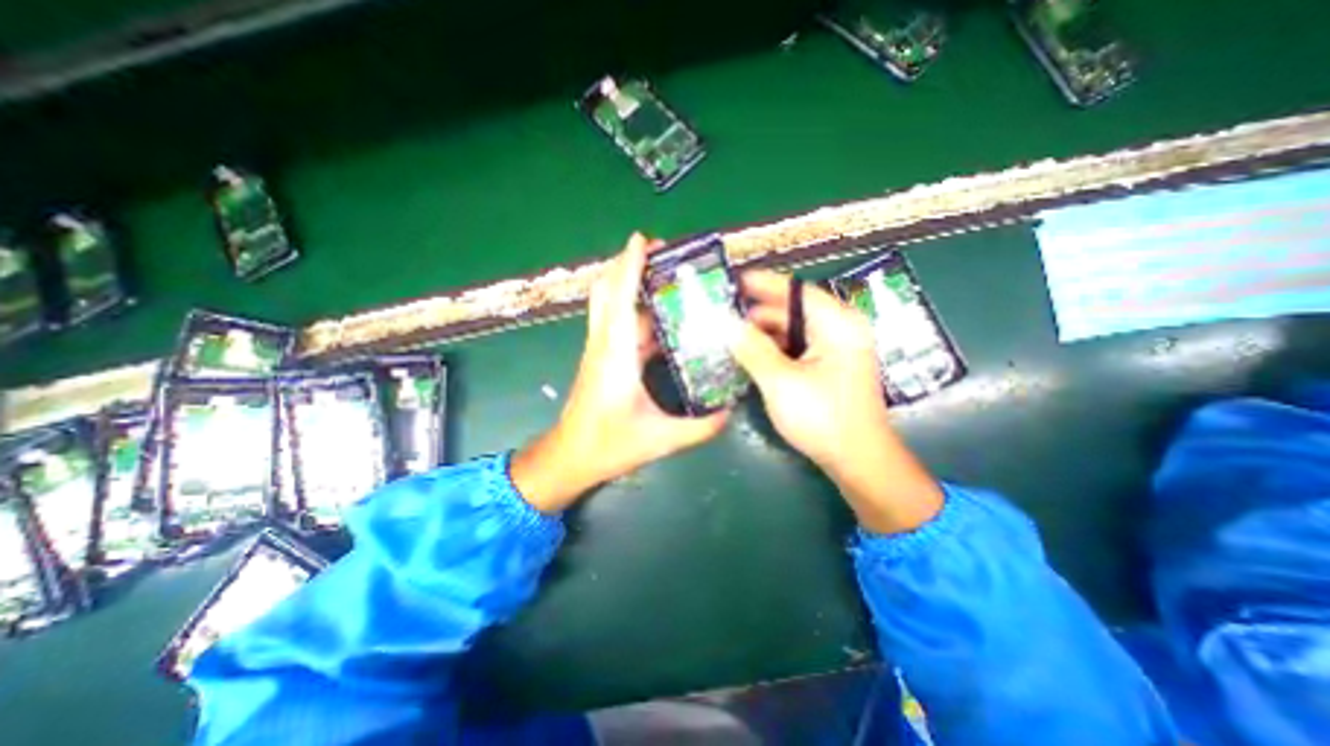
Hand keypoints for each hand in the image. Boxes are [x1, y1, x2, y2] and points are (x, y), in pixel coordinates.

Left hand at [511, 235, 726, 511]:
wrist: (569, 458)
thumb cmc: (608, 446)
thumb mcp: (660, 440)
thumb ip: (700, 427)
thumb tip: (730, 411)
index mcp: (616, 356)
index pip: (620, 299)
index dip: (630, 265)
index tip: (642, 238)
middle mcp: (604, 345)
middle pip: (608, 292)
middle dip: (628, 265)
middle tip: (661, 254)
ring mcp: (600, 351)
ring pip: (609, 305)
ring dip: (629, 285)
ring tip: (664, 278)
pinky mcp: (602, 360)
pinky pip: (616, 324)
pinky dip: (634, 311)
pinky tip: (660, 318)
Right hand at [732, 271, 937, 533]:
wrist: (858, 461)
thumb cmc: (823, 418)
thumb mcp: (780, 381)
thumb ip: (751, 348)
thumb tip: (725, 324)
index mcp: (837, 324)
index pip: (795, 291)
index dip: (763, 284)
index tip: (735, 279)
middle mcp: (841, 330)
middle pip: (793, 311)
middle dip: (758, 313)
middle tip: (724, 314)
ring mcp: (837, 350)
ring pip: (794, 331)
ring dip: (764, 333)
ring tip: (731, 335)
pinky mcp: (830, 367)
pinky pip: (798, 348)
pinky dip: (775, 349)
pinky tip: (752, 354)